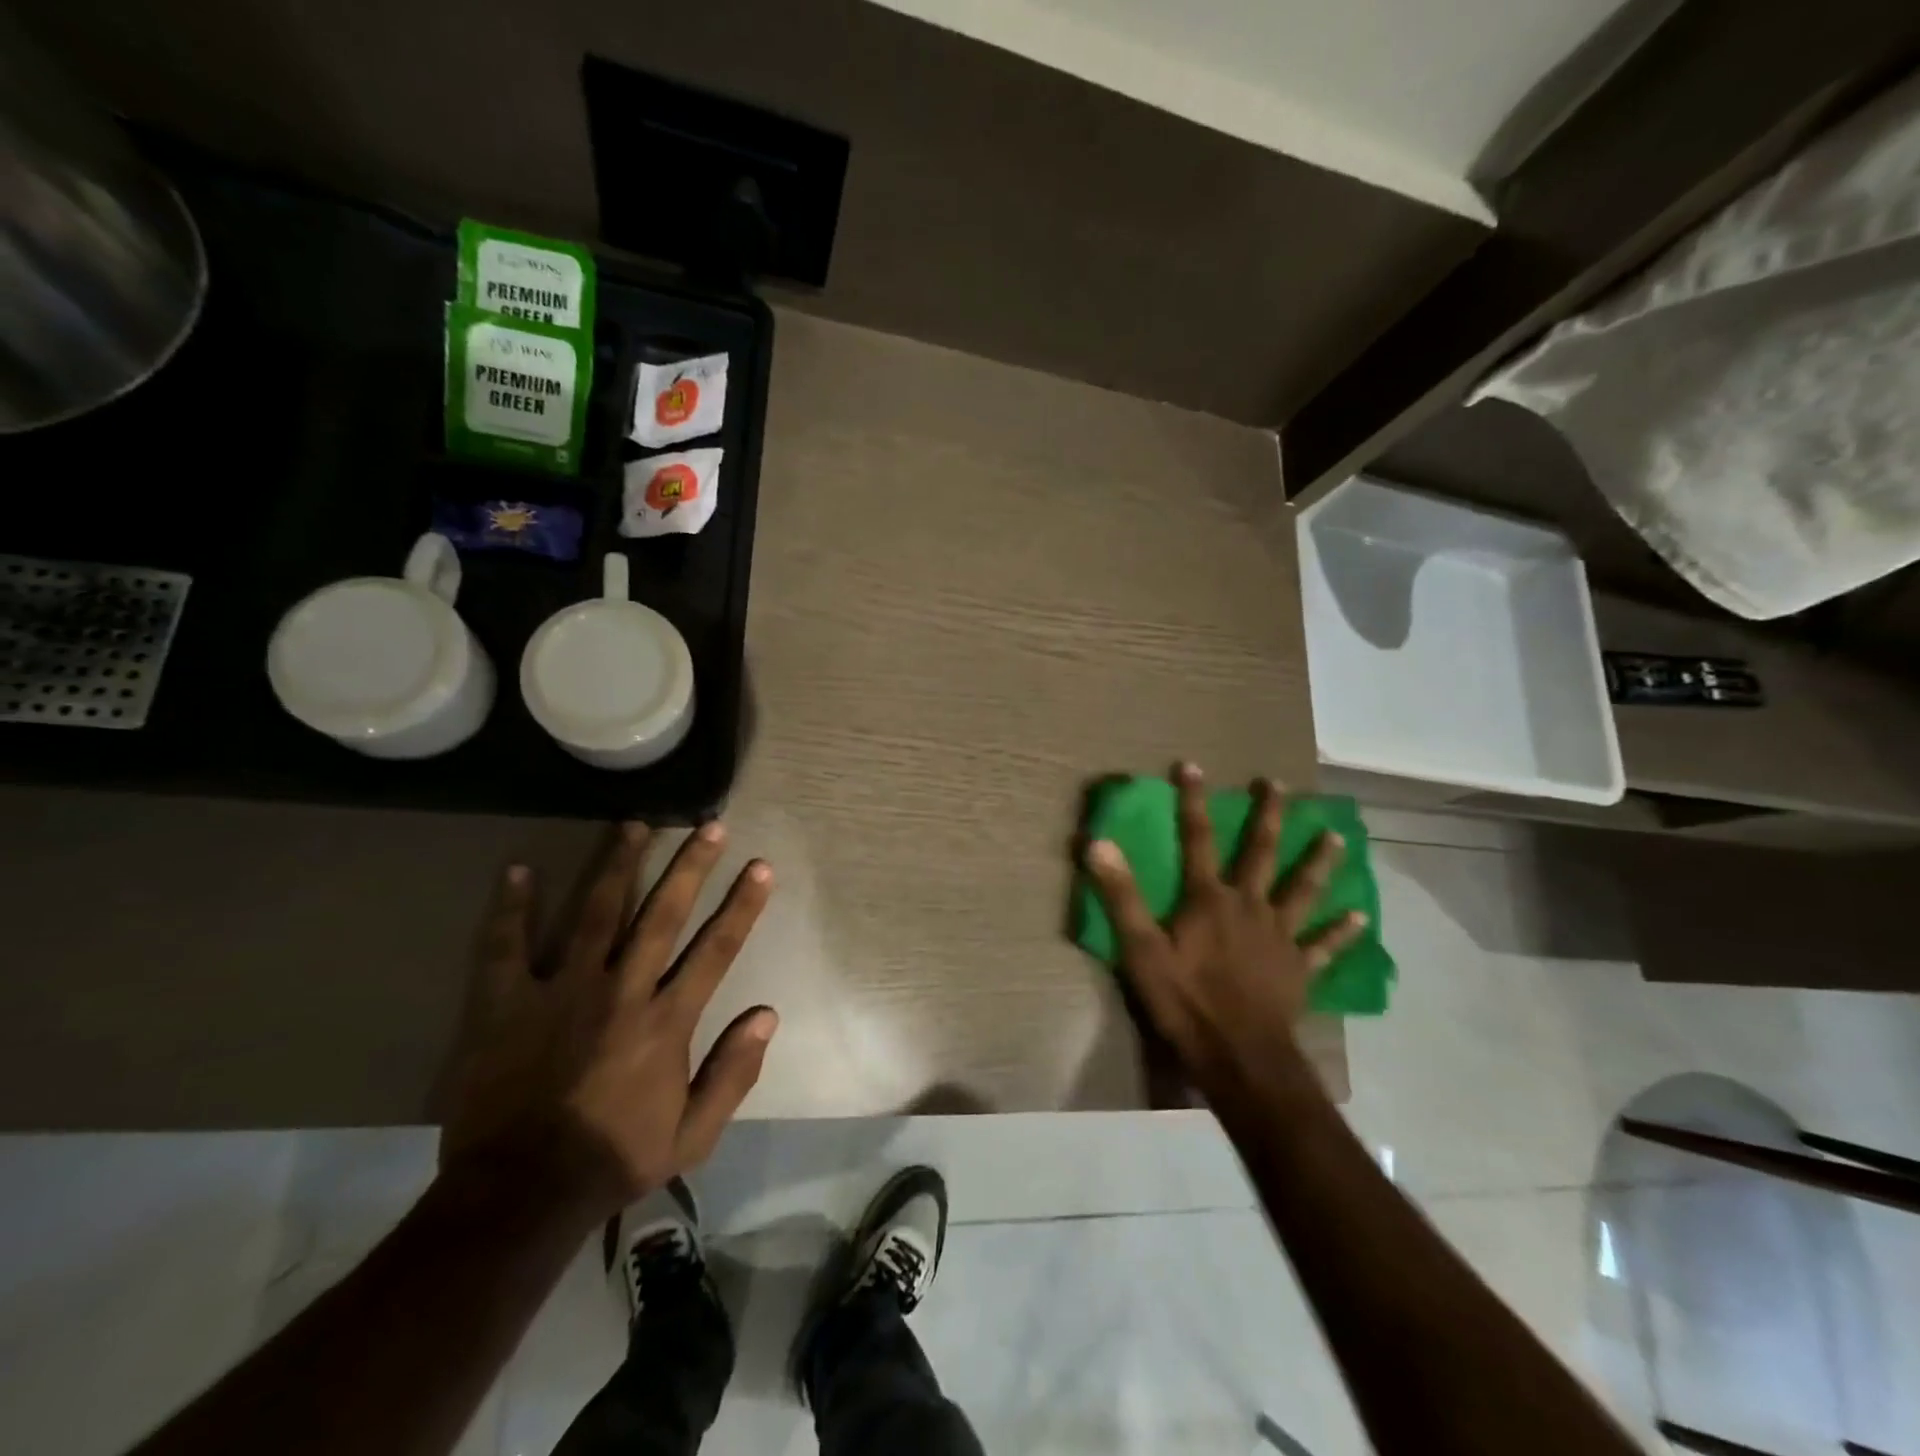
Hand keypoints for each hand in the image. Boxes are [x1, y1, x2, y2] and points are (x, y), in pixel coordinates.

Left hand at [437, 821, 776, 1221]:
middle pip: (662, 915)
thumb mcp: (693, 1135)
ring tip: (634, 824)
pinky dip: (512, 908)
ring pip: (595, 913)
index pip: (715, 949)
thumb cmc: (613, 1160)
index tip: (760, 866)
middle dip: (690, 866)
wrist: (518, 1196)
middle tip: (708, 825)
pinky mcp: (505, 1005)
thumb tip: (767, 1015)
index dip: (742, 904)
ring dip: (618, 865)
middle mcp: (621, 992)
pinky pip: (506, 947)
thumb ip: (733, 1073)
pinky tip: (519, 869)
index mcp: (666, 1021)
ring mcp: (561, 992)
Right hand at [1083, 764, 1365, 1100]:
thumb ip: (1121, 895)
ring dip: (1319, 862)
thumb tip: (1098, 843)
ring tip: (1337, 837)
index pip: (1198, 838)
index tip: (1193, 765)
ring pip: (1304, 890)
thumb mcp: (1140, 948)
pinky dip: (1343, 932)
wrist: (1239, 1054)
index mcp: (1209, 899)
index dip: (1193, 801)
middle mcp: (1249, 906)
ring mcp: (1280, 936)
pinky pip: (1324, 946)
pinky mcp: (1299, 968)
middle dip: (1268, 816)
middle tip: (1278, 785)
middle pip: (1261, 853)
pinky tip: (1361, 918)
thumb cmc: (1185, 1000)